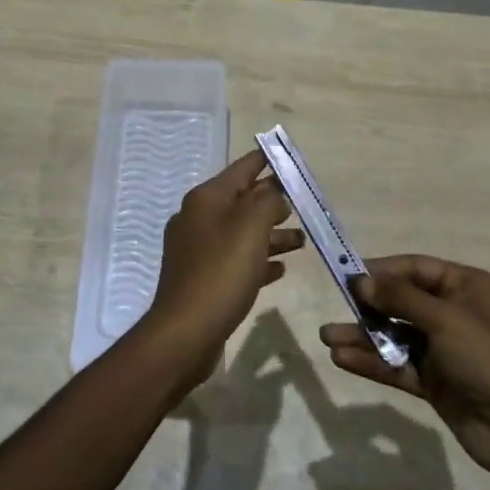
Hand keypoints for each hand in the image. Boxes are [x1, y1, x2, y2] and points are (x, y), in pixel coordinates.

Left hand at [138, 151, 301, 383]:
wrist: (186, 332)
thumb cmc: (221, 272)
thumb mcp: (250, 227)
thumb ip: (267, 201)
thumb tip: (273, 193)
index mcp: (206, 199)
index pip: (242, 169)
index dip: (266, 161)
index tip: (289, 157)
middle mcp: (198, 218)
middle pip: (242, 201)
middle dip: (273, 202)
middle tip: (304, 204)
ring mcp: (198, 250)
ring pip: (242, 233)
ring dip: (271, 235)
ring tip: (301, 242)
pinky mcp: (203, 279)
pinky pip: (236, 260)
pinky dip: (258, 260)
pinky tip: (280, 270)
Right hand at [319, 256, 489, 479]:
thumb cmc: (487, 358)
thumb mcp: (444, 319)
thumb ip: (399, 298)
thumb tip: (360, 281)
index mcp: (465, 286)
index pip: (415, 268)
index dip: (382, 271)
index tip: (348, 277)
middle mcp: (452, 312)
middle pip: (401, 301)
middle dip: (368, 306)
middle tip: (336, 307)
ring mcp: (442, 348)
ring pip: (394, 335)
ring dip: (362, 336)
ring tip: (327, 338)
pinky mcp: (433, 380)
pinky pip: (396, 364)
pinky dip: (372, 361)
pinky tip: (342, 359)